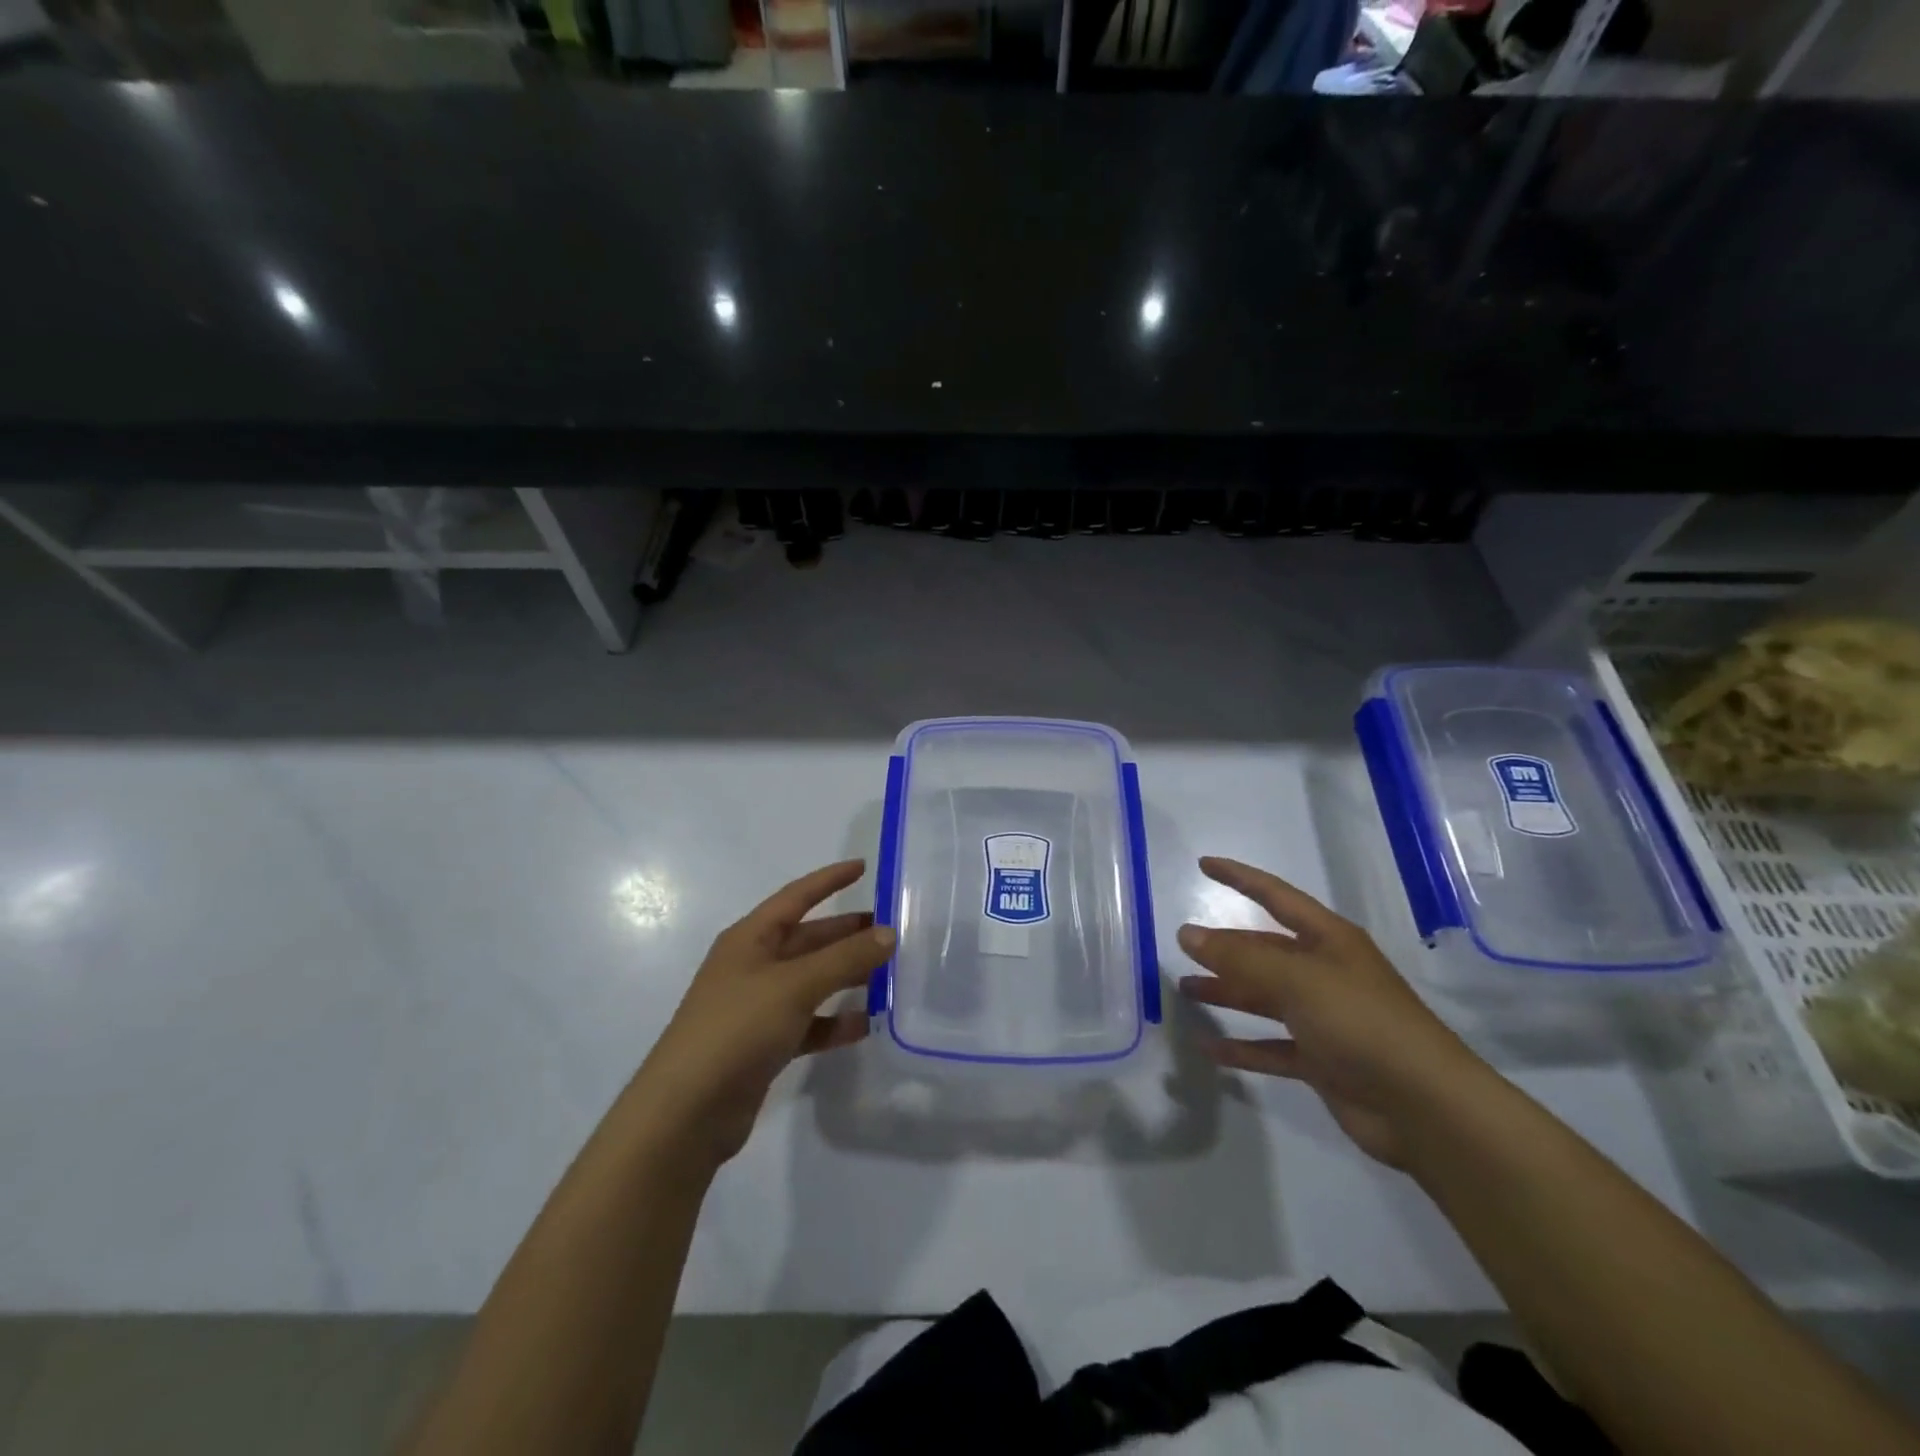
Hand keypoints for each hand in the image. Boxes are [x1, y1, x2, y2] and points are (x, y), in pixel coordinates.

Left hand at [634, 860, 892, 1169]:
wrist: (686, 1113)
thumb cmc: (737, 1029)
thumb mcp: (795, 985)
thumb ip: (845, 958)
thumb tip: (889, 933)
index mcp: (750, 938)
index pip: (796, 897)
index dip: (829, 880)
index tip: (864, 867)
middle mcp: (753, 966)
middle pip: (808, 939)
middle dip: (847, 932)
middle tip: (892, 929)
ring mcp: (757, 1007)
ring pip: (812, 981)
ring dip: (847, 976)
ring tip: (890, 974)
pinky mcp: (764, 1045)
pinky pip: (809, 1022)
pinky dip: (835, 1021)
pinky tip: (866, 1024)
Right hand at [1176, 856, 1489, 1167]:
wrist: (1424, 1107)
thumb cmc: (1361, 1022)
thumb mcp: (1297, 979)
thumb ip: (1239, 957)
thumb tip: (1187, 934)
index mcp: (1328, 941)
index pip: (1275, 897)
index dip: (1240, 877)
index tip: (1204, 864)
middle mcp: (1325, 973)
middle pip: (1265, 951)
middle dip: (1225, 947)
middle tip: (1182, 945)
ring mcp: (1324, 1018)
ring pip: (1264, 997)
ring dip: (1226, 993)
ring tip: (1185, 990)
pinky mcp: (1321, 1061)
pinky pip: (1270, 1048)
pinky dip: (1241, 1047)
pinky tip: (1209, 1048)